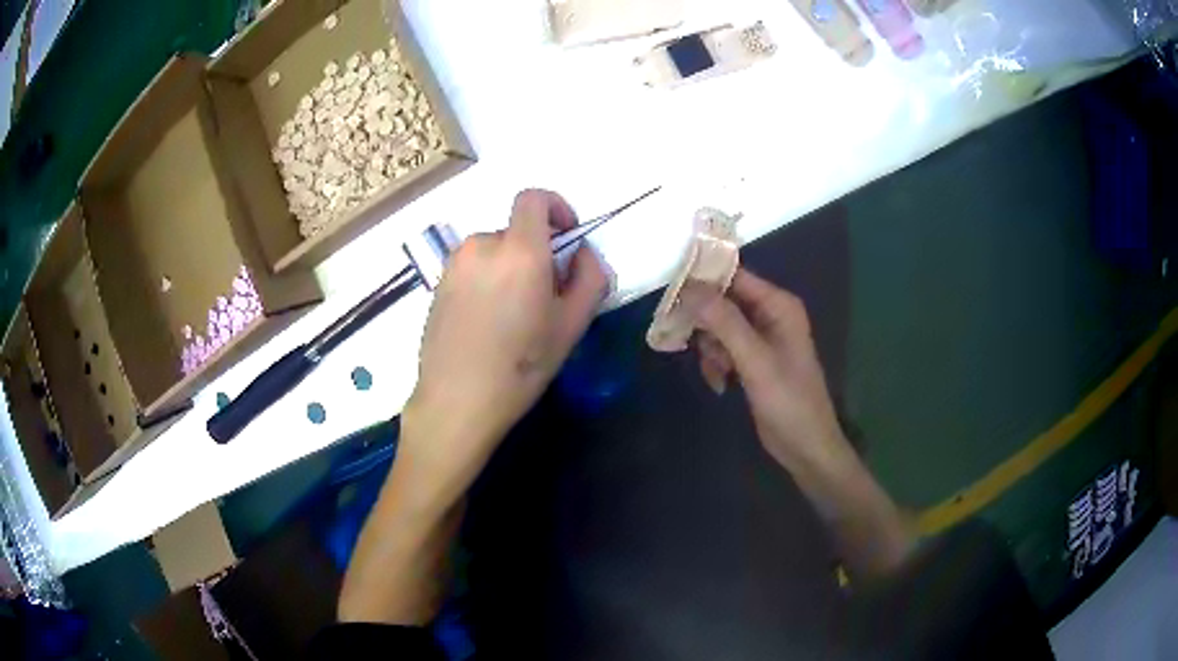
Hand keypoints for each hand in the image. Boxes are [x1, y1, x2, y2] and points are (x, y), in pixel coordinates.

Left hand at [403, 190, 610, 496]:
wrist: (457, 400)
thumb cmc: (521, 365)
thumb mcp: (572, 325)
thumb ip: (590, 278)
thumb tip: (582, 253)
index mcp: (518, 250)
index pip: (533, 198)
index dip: (556, 207)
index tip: (567, 236)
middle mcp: (481, 246)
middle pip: (516, 231)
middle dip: (536, 252)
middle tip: (544, 296)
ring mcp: (454, 265)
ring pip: (493, 251)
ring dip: (510, 268)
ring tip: (514, 315)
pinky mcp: (437, 285)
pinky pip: (472, 269)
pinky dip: (487, 281)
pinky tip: (488, 323)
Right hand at [688, 269, 849, 473]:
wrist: (805, 446)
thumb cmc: (788, 400)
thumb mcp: (755, 360)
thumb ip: (724, 322)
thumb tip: (689, 288)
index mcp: (778, 305)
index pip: (734, 276)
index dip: (703, 279)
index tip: (671, 291)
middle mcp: (769, 315)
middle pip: (723, 302)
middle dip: (705, 323)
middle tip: (686, 340)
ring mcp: (761, 338)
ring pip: (719, 327)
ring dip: (710, 349)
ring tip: (717, 372)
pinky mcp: (753, 360)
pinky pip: (724, 349)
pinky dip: (717, 364)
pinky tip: (720, 384)